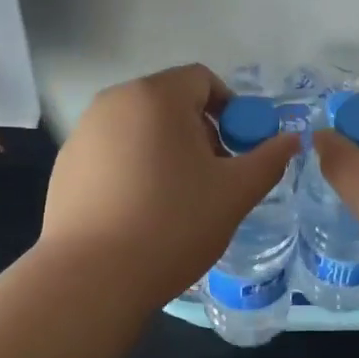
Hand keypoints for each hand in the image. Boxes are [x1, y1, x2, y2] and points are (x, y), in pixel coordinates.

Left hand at [40, 64, 301, 308]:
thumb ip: (268, 159)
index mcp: (155, 96)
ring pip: (140, 128)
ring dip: (167, 150)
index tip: (238, 150)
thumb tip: (292, 139)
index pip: (202, 79)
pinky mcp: (66, 165)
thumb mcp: (234, 193)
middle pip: (170, 102)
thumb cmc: (172, 224)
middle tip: (213, 177)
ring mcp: (84, 133)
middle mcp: (113, 102)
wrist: (92, 278)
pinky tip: (139, 211)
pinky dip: (134, 168)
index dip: (231, 109)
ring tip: (177, 198)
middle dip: (199, 132)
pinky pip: (113, 152)